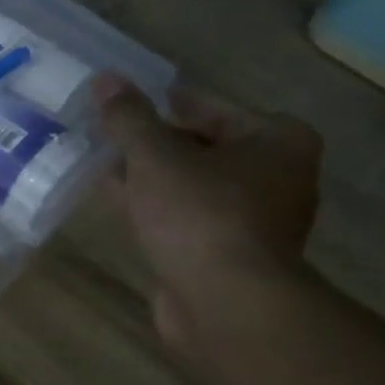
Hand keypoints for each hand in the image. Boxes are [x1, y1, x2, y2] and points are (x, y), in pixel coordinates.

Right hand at [95, 73, 323, 349]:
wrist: (227, 305)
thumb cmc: (201, 214)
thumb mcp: (155, 155)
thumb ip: (129, 117)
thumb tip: (105, 78)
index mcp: (278, 141)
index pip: (214, 109)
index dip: (171, 105)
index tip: (133, 105)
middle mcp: (279, 178)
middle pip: (206, 149)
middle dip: (159, 145)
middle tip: (114, 136)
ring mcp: (257, 223)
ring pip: (194, 188)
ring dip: (155, 179)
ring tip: (108, 167)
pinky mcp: (232, 258)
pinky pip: (188, 220)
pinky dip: (159, 210)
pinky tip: (121, 206)